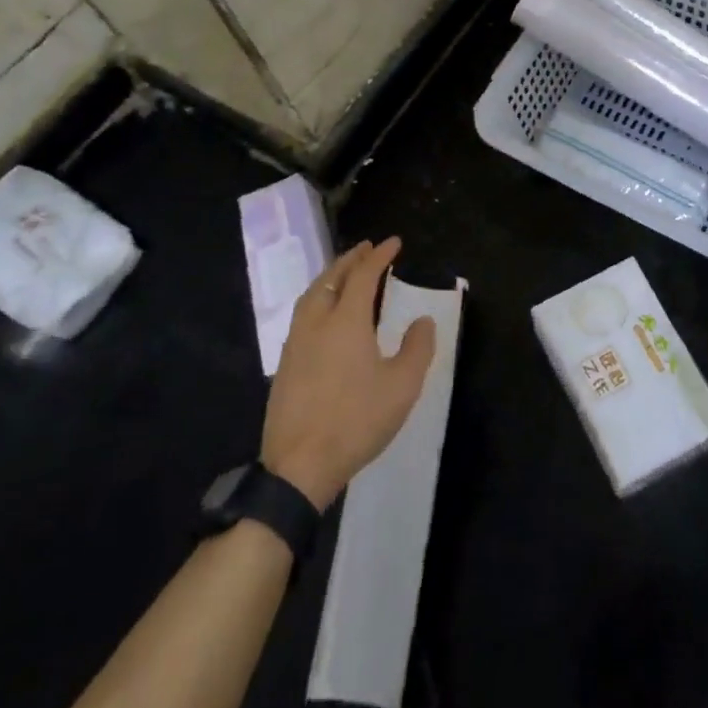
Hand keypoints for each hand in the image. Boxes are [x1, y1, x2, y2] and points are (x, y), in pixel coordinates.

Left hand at [260, 237, 434, 509]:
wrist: (300, 465)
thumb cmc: (356, 421)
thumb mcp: (401, 386)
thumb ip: (417, 348)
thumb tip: (423, 321)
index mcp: (346, 320)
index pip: (363, 275)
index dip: (379, 255)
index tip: (393, 242)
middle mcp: (316, 322)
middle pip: (332, 278)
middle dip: (351, 259)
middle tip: (366, 248)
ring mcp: (295, 342)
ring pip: (312, 294)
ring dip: (330, 276)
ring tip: (345, 272)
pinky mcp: (285, 364)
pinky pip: (302, 314)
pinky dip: (318, 298)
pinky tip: (324, 313)